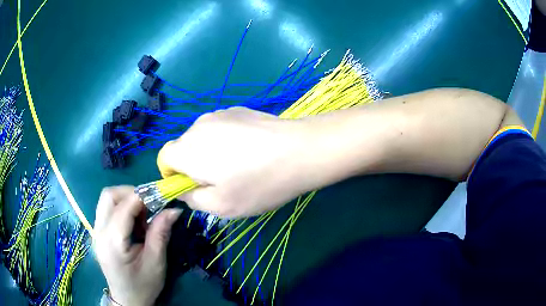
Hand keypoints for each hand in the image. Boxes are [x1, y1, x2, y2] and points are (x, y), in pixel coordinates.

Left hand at [93, 186, 181, 305]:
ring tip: (142, 219)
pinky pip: (107, 209)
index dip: (144, 196)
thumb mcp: (156, 262)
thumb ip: (161, 233)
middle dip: (131, 194)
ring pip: (107, 199)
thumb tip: (174, 209)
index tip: (162, 198)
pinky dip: (122, 209)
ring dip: (126, 200)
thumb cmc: (143, 286)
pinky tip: (133, 225)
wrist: (127, 300)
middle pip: (109, 195)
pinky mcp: (98, 232)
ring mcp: (96, 231)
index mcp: (113, 242)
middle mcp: (99, 232)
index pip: (124, 206)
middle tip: (149, 209)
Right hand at [159, 107, 315, 217]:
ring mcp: (220, 114)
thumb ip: (192, 199)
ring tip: (240, 166)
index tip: (192, 187)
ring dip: (211, 153)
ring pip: (203, 138)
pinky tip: (251, 150)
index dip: (172, 176)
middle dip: (193, 166)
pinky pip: (221, 128)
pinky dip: (226, 141)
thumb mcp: (221, 206)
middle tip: (221, 182)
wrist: (301, 151)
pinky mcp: (239, 110)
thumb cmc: (258, 184)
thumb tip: (184, 189)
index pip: (164, 159)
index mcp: (187, 149)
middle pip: (183, 148)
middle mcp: (198, 125)